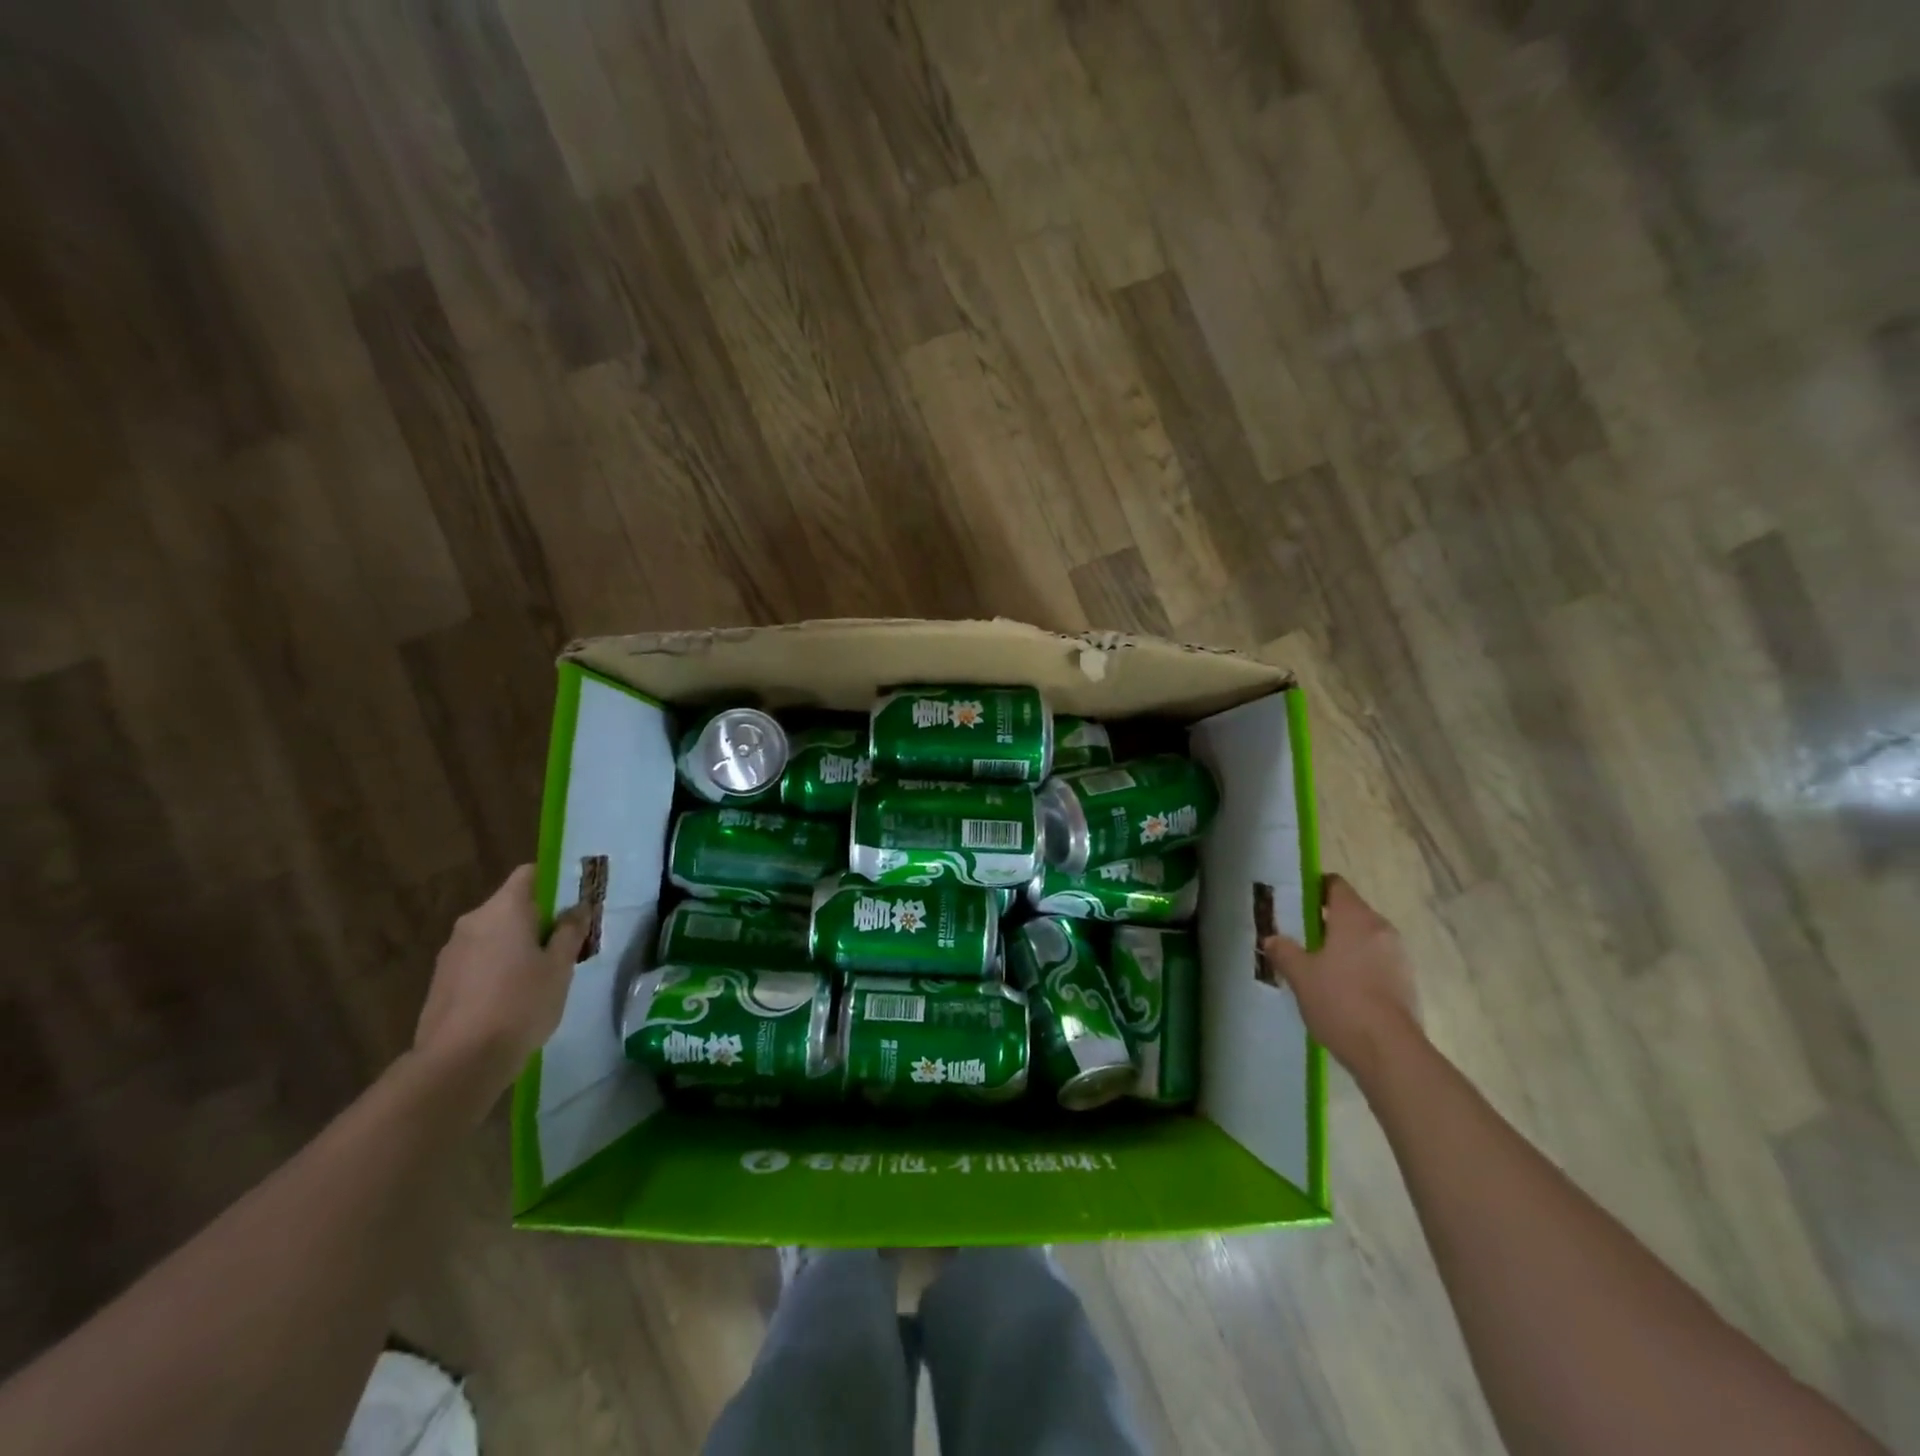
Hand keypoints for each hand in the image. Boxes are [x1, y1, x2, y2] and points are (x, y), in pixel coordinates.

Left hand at [413, 866, 588, 1093]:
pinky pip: (479, 960)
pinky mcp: (441, 981)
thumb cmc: (520, 1004)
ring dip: (517, 945)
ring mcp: (451, 952)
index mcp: (503, 910)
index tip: (575, 902)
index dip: (554, 881)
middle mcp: (473, 922)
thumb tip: (578, 908)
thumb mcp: (560, 967)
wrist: (459, 1062)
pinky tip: (513, 997)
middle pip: (512, 906)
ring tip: (542, 975)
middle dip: (539, 919)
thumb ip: (570, 932)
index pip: (529, 874)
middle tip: (566, 944)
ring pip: (494, 935)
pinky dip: (497, 967)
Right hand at [1261, 875, 1420, 1076]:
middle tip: (1301, 939)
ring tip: (1319, 968)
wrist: (1389, 1051)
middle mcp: (1381, 929)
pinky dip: (1360, 967)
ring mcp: (1399, 956)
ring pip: (1365, 938)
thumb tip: (1272, 939)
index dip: (1314, 889)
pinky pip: (1377, 962)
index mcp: (1355, 917)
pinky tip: (1342, 991)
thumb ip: (1284, 951)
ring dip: (1344, 946)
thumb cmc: (1340, 1001)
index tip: (1296, 905)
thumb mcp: (1300, 975)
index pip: (1335, 885)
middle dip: (1327, 921)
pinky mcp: (1407, 982)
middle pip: (1351, 912)